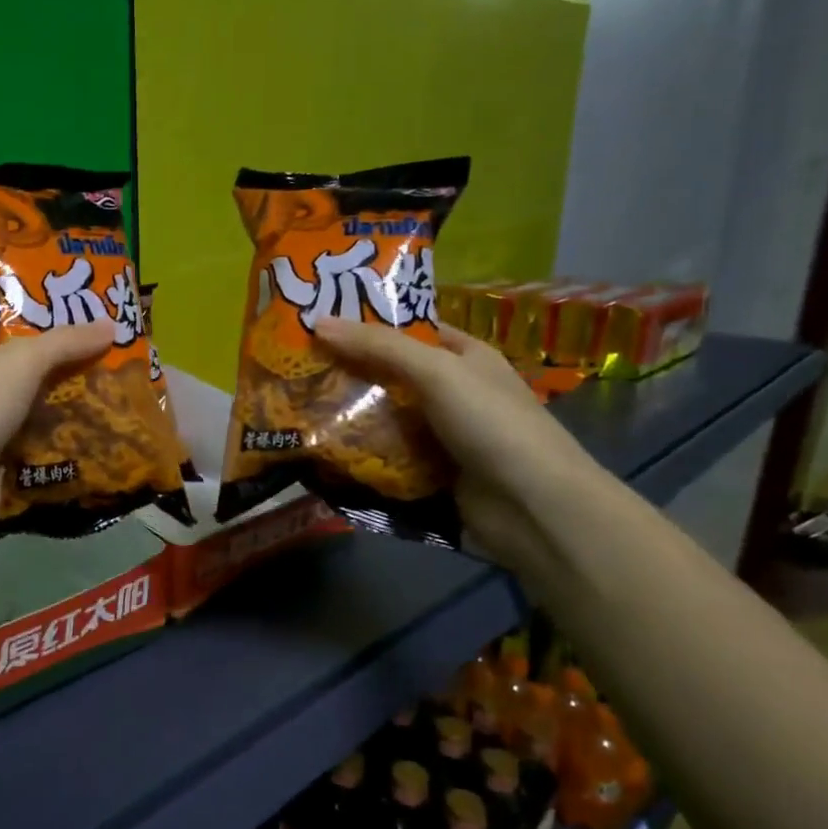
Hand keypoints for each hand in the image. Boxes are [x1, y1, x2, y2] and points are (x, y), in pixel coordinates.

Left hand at [0, 318, 114, 532]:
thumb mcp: (22, 361)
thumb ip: (66, 341)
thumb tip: (111, 325)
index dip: (18, 305)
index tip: (61, 301)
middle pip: (10, 358)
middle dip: (51, 352)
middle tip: (97, 339)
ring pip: (22, 398)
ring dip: (56, 393)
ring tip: (104, 376)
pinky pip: (28, 434)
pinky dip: (53, 429)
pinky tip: (89, 419)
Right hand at [311, 317, 610, 568]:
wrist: (531, 506)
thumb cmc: (490, 423)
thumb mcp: (436, 371)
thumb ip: (378, 346)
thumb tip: (317, 322)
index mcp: (465, 356)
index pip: (410, 331)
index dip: (368, 325)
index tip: (318, 327)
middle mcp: (454, 392)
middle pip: (391, 375)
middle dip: (349, 373)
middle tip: (296, 370)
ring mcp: (442, 435)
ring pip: (385, 417)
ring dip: (349, 416)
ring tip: (296, 409)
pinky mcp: (430, 473)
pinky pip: (387, 456)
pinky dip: (360, 453)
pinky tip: (322, 449)